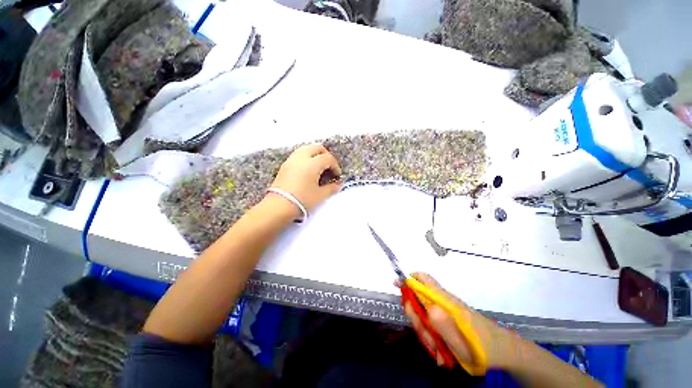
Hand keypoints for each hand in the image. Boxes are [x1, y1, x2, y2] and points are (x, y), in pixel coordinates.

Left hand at [269, 143, 341, 212]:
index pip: (328, 158)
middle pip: (317, 147)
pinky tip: (308, 170)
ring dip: (315, 155)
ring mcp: (291, 160)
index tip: (337, 175)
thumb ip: (331, 188)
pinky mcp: (284, 165)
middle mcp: (301, 157)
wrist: (278, 207)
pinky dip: (306, 158)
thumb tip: (338, 184)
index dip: (335, 166)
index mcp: (312, 164)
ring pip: (306, 149)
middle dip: (326, 155)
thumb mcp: (320, 195)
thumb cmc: (302, 200)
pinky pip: (298, 155)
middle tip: (329, 167)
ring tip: (319, 168)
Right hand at [403, 273, 519, 369]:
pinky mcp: (448, 322)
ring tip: (440, 352)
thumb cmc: (481, 348)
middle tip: (429, 340)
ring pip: (425, 317)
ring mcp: (445, 313)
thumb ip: (441, 324)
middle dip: (417, 320)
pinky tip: (443, 353)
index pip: (422, 281)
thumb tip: (424, 305)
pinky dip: (435, 340)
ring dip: (428, 335)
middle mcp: (443, 303)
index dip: (408, 279)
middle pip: (418, 302)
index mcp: (444, 302)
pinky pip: (433, 327)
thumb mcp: (460, 342)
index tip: (397, 285)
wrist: (503, 353)